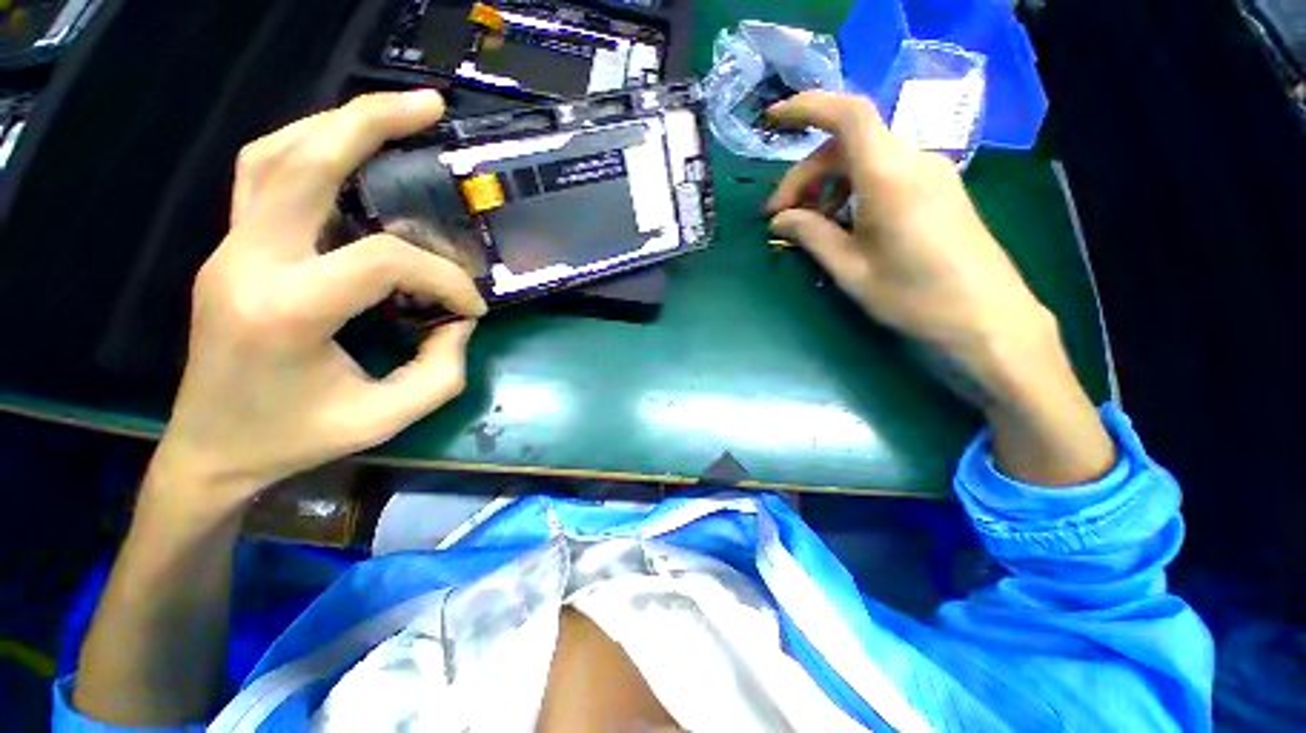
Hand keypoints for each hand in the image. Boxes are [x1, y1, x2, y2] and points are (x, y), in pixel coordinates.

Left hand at [149, 90, 486, 512]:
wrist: (211, 449)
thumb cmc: (297, 439)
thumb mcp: (387, 417)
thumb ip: (442, 369)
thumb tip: (459, 321)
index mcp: (287, 310)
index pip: (382, 260)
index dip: (442, 278)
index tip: (471, 308)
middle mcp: (248, 263)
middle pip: (302, 161)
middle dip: (370, 122)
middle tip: (429, 105)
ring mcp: (229, 249)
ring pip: (273, 155)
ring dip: (336, 125)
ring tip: (390, 114)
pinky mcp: (231, 250)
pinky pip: (264, 177)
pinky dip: (309, 150)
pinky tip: (347, 152)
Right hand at [768, 91, 1113, 484]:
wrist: (987, 318)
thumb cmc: (913, 297)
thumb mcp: (850, 269)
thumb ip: (812, 235)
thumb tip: (779, 219)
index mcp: (889, 177)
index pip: (847, 115)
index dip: (807, 108)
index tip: (773, 119)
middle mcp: (912, 162)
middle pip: (847, 145)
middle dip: (805, 176)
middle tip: (779, 217)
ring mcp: (930, 174)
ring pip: (864, 161)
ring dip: (828, 186)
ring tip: (808, 226)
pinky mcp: (937, 190)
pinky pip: (884, 175)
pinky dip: (852, 192)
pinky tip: (841, 225)